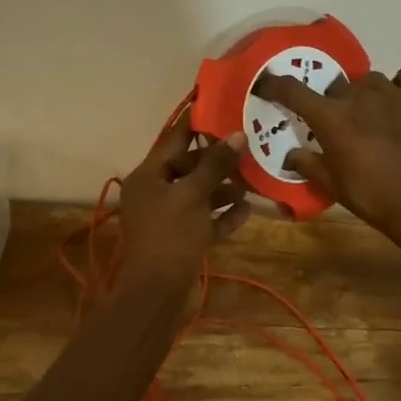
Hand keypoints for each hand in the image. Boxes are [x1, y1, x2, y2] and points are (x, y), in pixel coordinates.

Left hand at [116, 116, 248, 294]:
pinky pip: (205, 220)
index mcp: (148, 176)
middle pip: (189, 167)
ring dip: (223, 188)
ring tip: (252, 180)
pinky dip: (223, 215)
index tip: (220, 105)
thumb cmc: (170, 236)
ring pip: (200, 194)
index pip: (174, 139)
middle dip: (218, 160)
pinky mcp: (182, 240)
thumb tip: (237, 134)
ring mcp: (169, 218)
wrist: (156, 295)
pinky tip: (248, 209)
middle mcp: (156, 193)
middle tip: (248, 147)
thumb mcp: (193, 195)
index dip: (196, 123)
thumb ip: (215, 165)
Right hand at [252, 67, 400, 254]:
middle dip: (333, 102)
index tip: (267, 84)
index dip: (275, 85)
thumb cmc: (374, 197)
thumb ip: (308, 165)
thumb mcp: (333, 186)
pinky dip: (400, 87)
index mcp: (331, 117)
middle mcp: (358, 96)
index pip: (293, 90)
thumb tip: (290, 154)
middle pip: (336, 86)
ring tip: (373, 117)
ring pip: (369, 81)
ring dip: (364, 95)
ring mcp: (392, 92)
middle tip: (340, 124)